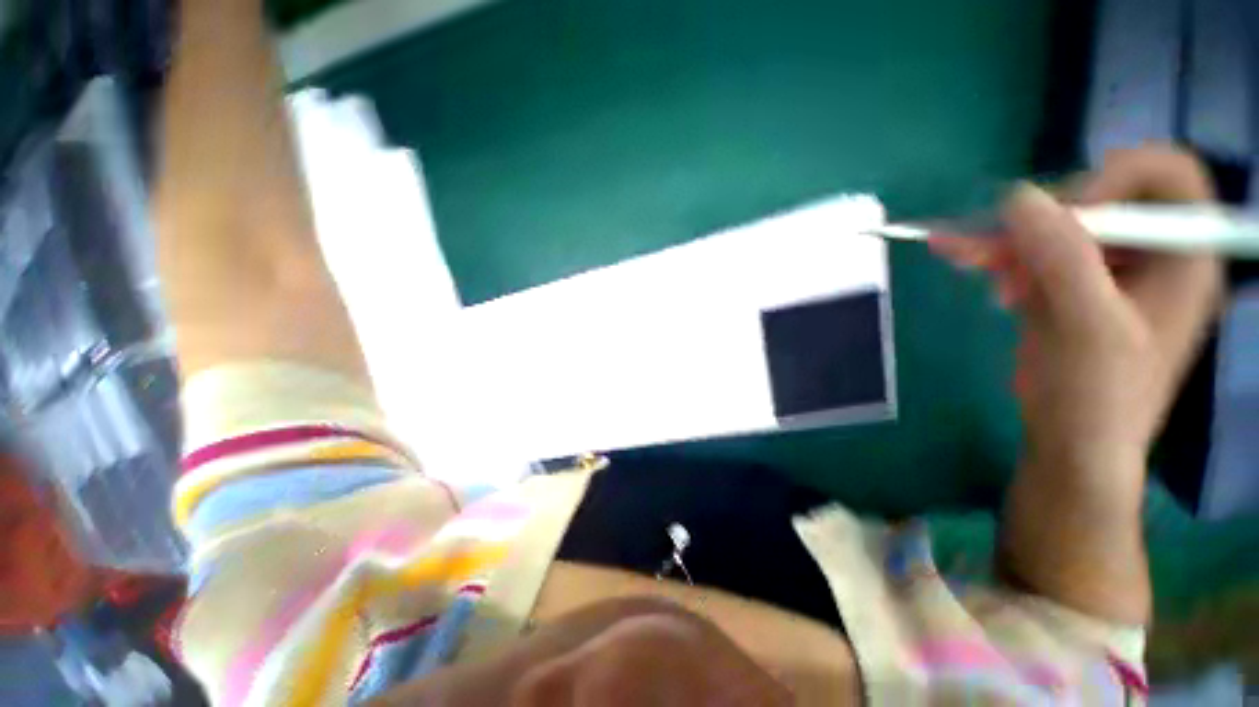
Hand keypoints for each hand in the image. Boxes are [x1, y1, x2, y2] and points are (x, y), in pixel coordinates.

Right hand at [933, 146, 1222, 494]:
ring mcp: (1108, 271)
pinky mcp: (1070, 288)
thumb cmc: (1097, 395)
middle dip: (1042, 221)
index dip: (1115, 179)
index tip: (1065, 217)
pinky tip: (965, 259)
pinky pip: (1034, 254)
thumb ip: (1062, 257)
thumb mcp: (1086, 326)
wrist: (1070, 444)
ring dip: (1009, 240)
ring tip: (969, 260)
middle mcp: (1151, 253)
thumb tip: (1018, 197)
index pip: (1166, 175)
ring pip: (1057, 227)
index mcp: (1183, 255)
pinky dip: (997, 255)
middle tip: (995, 251)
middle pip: (1099, 199)